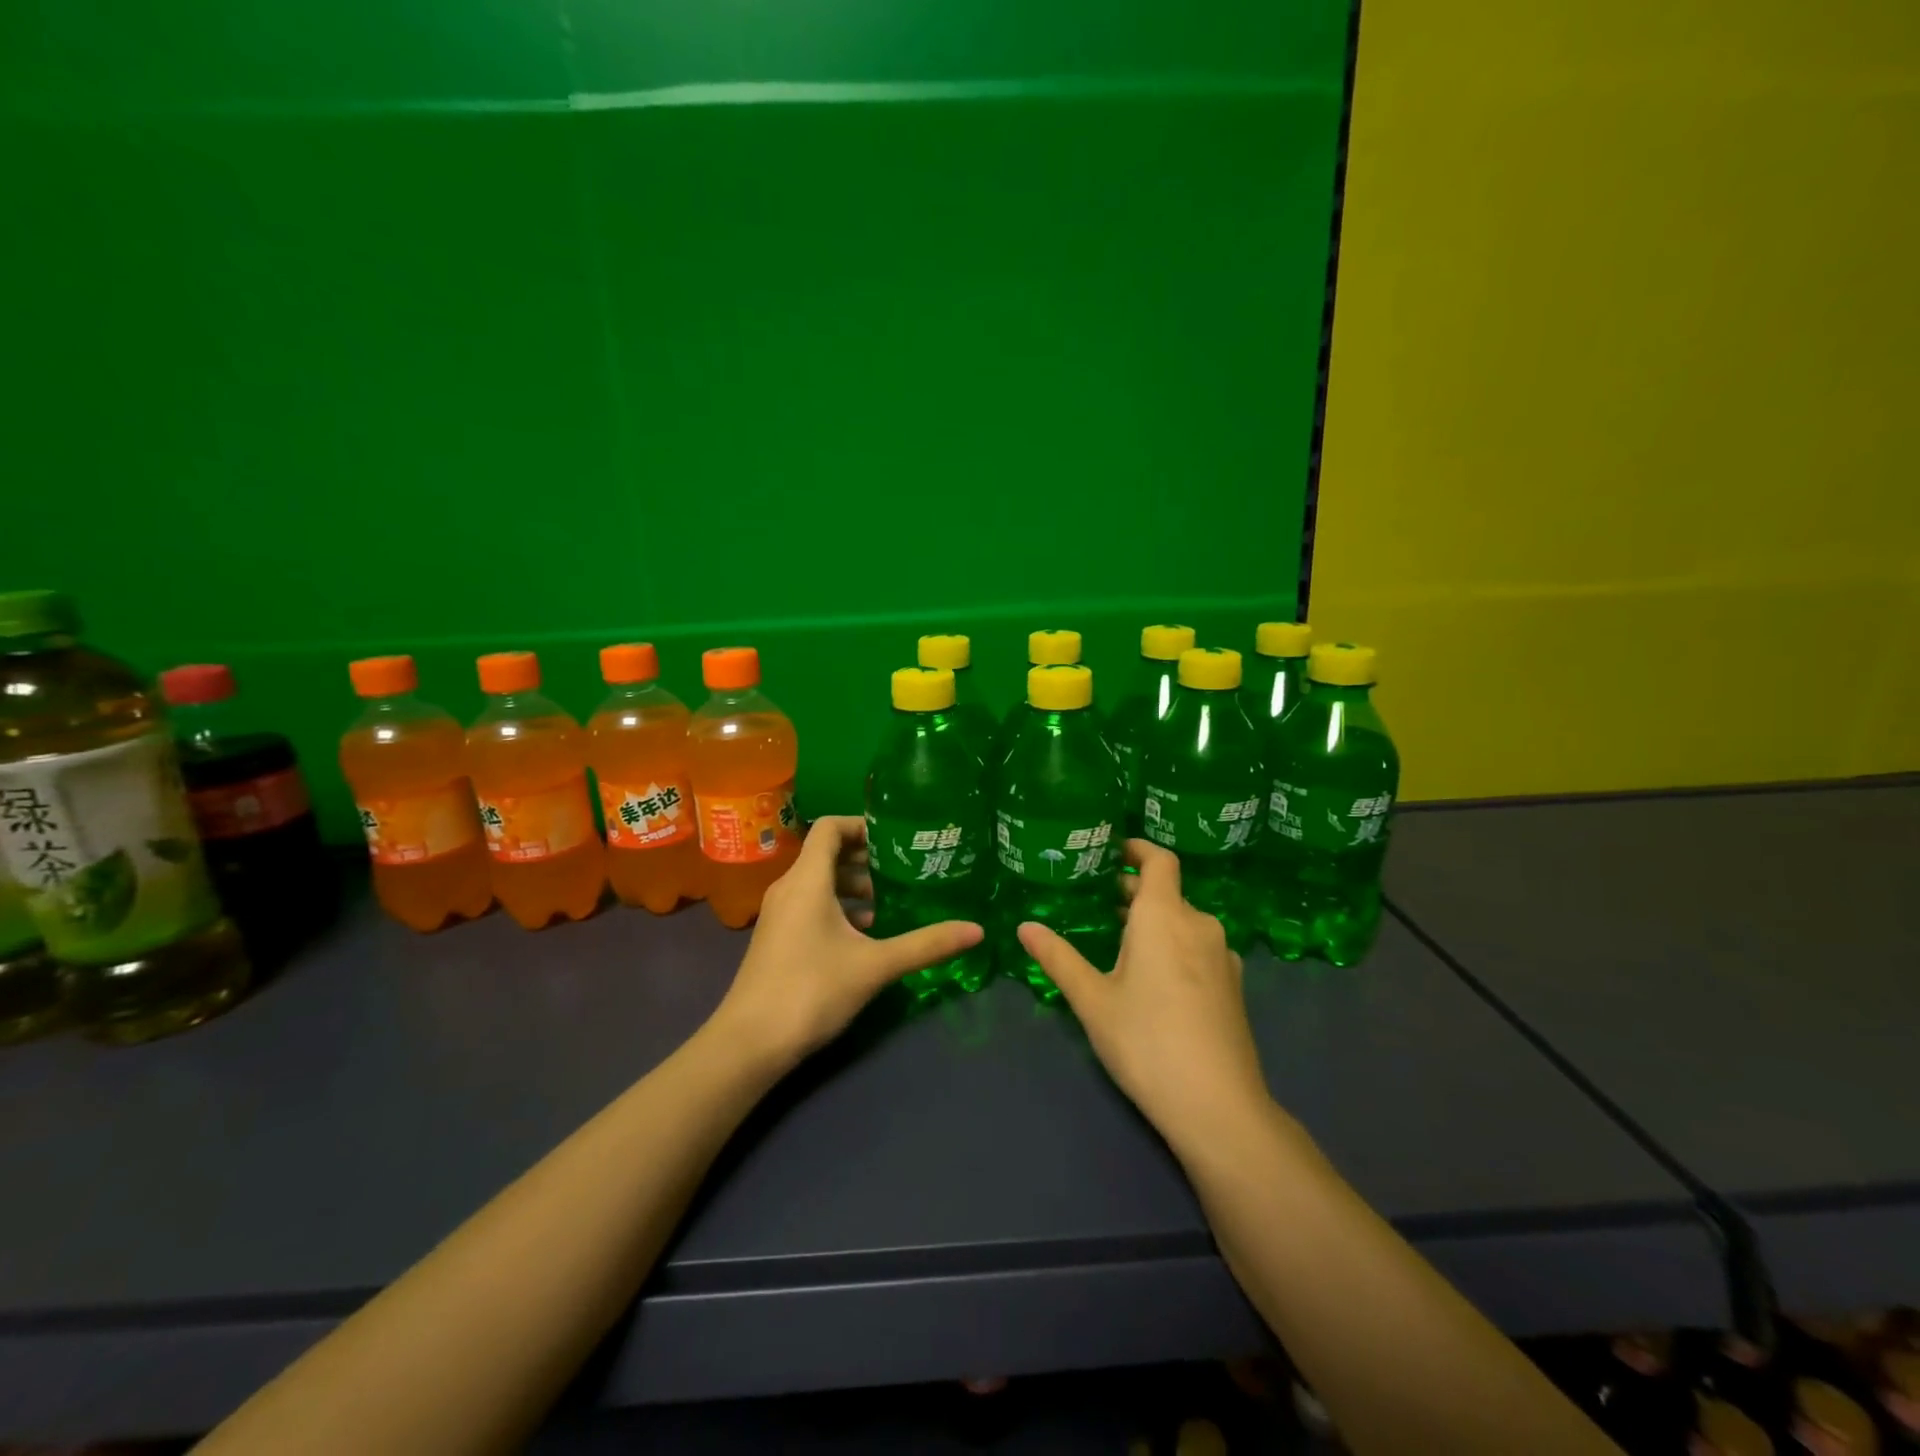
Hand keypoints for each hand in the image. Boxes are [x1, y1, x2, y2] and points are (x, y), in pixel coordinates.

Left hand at [713, 815, 983, 1070]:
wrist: (749, 1043)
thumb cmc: (811, 991)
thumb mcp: (875, 965)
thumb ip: (925, 944)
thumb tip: (977, 931)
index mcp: (807, 880)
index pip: (830, 827)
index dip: (863, 825)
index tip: (897, 838)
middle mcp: (788, 888)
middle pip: (826, 853)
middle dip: (865, 857)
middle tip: (903, 869)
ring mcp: (779, 914)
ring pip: (819, 881)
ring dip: (853, 884)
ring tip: (888, 902)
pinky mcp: (777, 937)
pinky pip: (810, 903)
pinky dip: (837, 906)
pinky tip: (864, 933)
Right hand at [1017, 839, 1269, 1152]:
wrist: (1219, 1107)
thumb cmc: (1147, 1042)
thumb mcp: (1092, 1000)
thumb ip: (1058, 958)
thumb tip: (1024, 926)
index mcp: (1165, 916)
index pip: (1159, 860)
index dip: (1137, 848)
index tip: (1111, 850)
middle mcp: (1199, 925)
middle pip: (1167, 892)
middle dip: (1133, 891)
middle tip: (1095, 900)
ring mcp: (1222, 956)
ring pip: (1182, 922)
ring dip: (1152, 921)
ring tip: (1117, 939)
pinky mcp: (1232, 985)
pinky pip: (1197, 947)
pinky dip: (1172, 945)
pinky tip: (1152, 977)